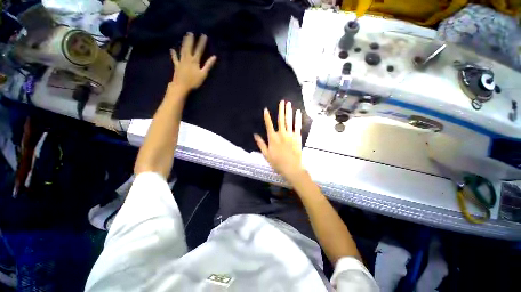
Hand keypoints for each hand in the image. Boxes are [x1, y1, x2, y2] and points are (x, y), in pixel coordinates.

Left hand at [170, 32, 216, 91]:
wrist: (181, 86)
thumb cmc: (194, 81)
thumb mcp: (203, 74)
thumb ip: (208, 65)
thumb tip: (214, 57)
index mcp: (195, 61)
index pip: (199, 50)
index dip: (201, 43)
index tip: (203, 35)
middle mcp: (187, 59)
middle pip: (189, 47)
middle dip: (190, 40)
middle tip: (190, 33)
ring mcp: (181, 61)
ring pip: (182, 50)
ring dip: (184, 43)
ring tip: (184, 37)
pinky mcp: (176, 65)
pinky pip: (175, 58)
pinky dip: (173, 54)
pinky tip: (172, 50)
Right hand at [254, 100, 305, 183]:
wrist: (292, 168)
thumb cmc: (277, 162)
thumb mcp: (266, 154)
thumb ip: (261, 144)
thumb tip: (255, 135)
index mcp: (273, 138)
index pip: (269, 125)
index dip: (267, 117)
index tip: (266, 109)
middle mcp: (281, 134)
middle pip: (281, 120)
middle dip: (281, 110)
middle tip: (282, 101)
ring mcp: (290, 135)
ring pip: (289, 121)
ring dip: (288, 111)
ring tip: (288, 103)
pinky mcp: (297, 137)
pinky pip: (297, 126)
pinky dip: (297, 119)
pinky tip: (298, 112)